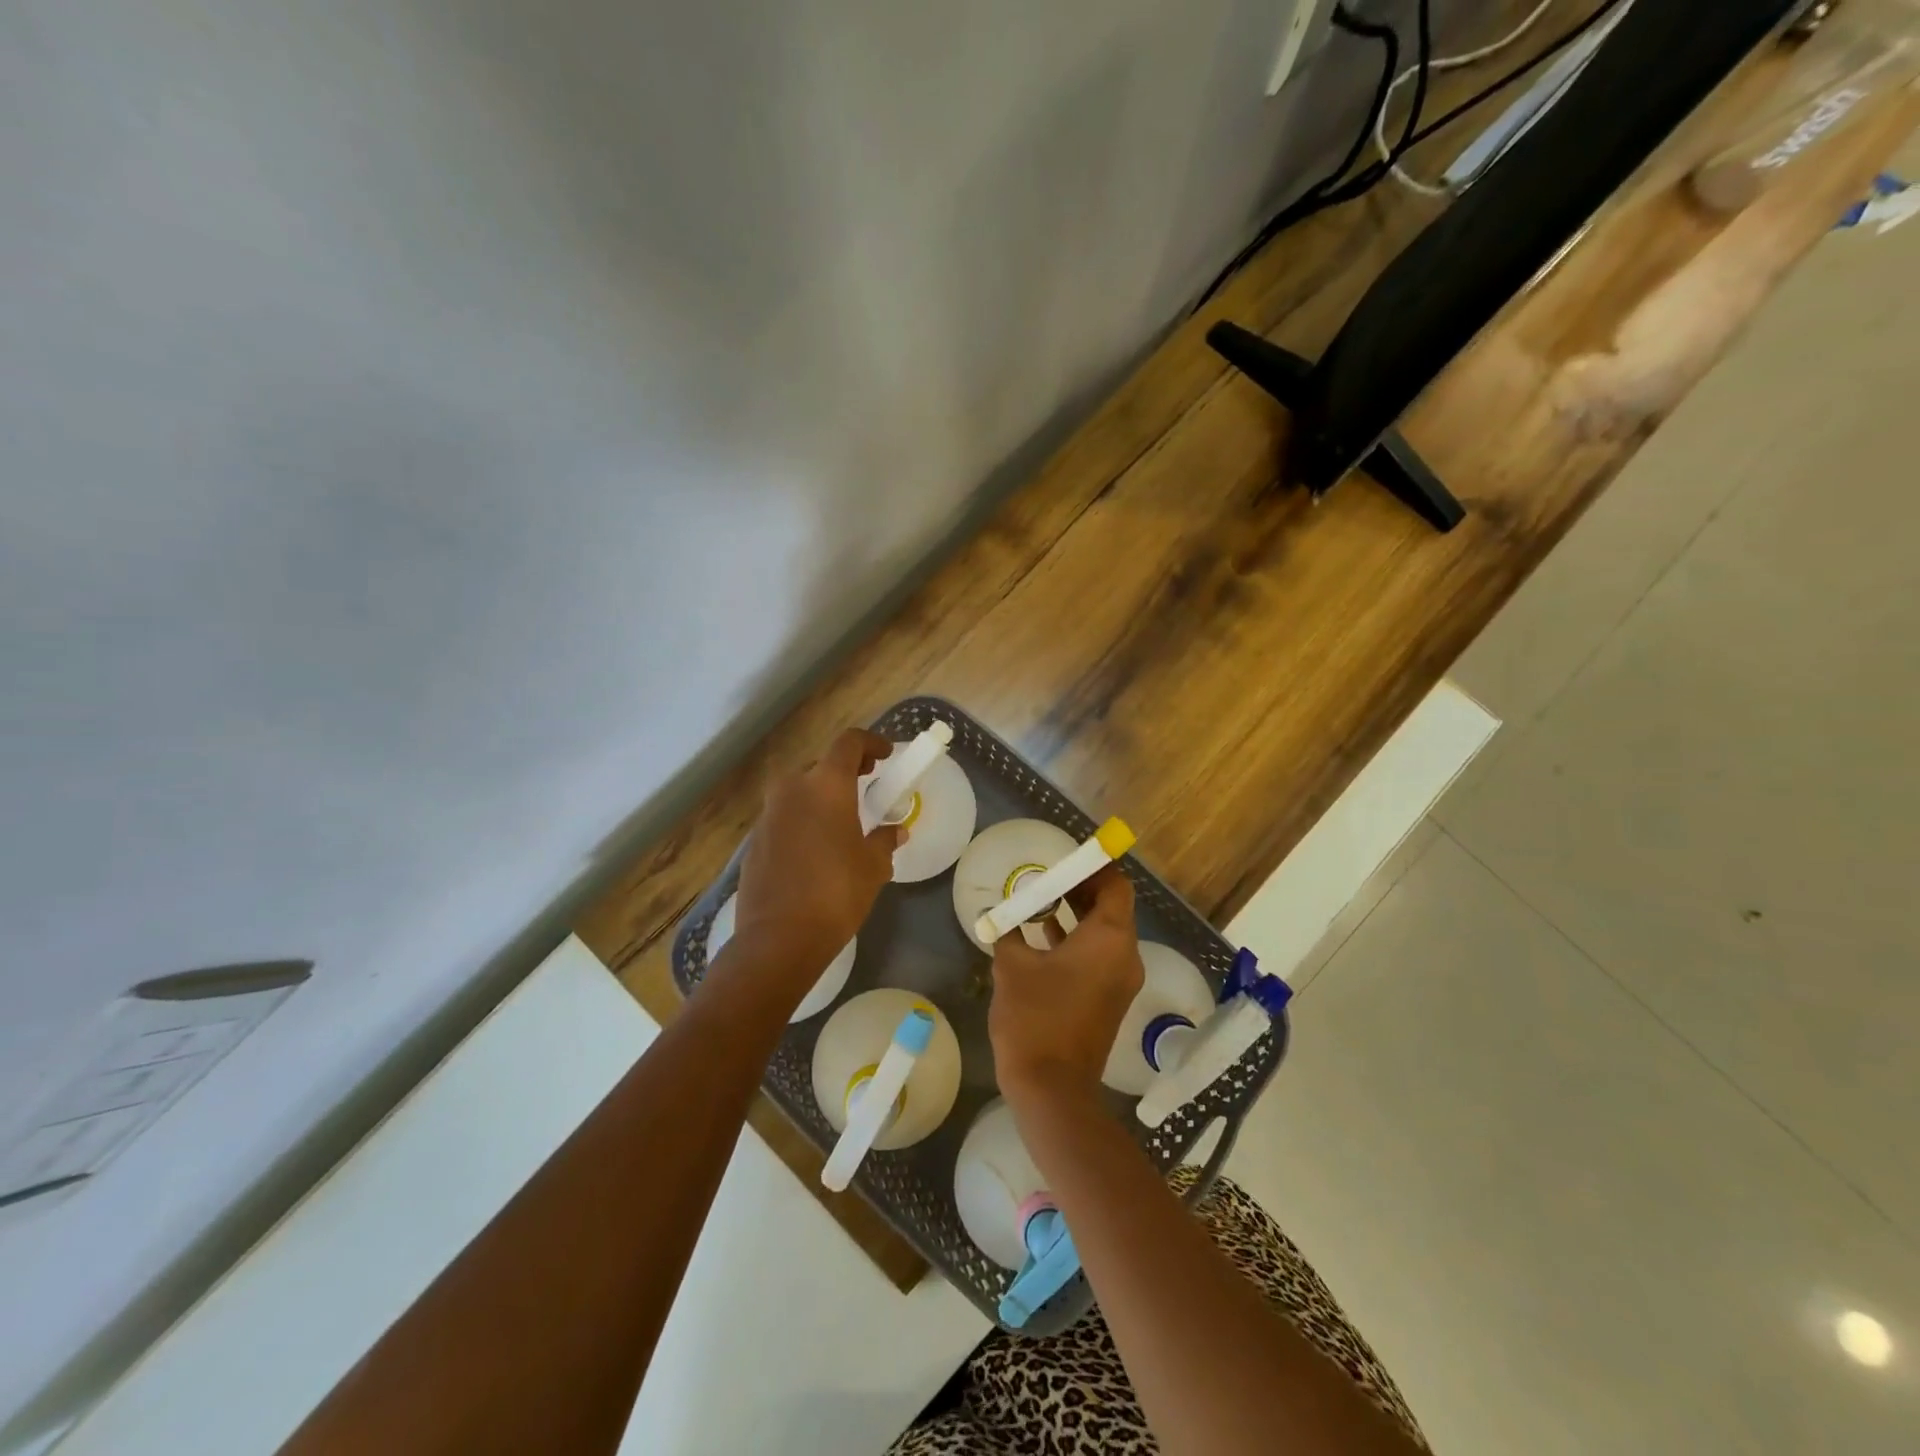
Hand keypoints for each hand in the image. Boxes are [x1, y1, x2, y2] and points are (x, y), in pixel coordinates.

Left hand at [729, 728, 901, 994]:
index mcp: (825, 785)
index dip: (870, 743)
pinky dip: (802, 820)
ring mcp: (767, 815)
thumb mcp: (873, 866)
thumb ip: (884, 841)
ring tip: (841, 820)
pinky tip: (815, 849)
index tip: (886, 756)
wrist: (778, 939)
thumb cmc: (836, 893)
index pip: (848, 743)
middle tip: (866, 785)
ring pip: (798, 791)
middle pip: (820, 765)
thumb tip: (895, 831)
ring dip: (820, 796)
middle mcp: (792, 789)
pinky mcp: (754, 841)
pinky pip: (784, 817)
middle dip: (845, 771)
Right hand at [989, 866, 1143, 1115]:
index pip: (1116, 885)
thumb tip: (1001, 915)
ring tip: (1039, 900)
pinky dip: (1077, 940)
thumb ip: (1009, 931)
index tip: (1064, 858)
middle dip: (1080, 888)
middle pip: (1112, 907)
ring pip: (1104, 932)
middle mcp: (1125, 955)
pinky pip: (1099, 956)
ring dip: (1076, 914)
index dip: (1094, 867)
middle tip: (1046, 876)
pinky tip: (1041, 936)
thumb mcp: (1013, 966)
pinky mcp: (1109, 999)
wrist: (1052, 1089)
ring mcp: (1120, 980)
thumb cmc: (1035, 1018)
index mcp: (1110, 938)